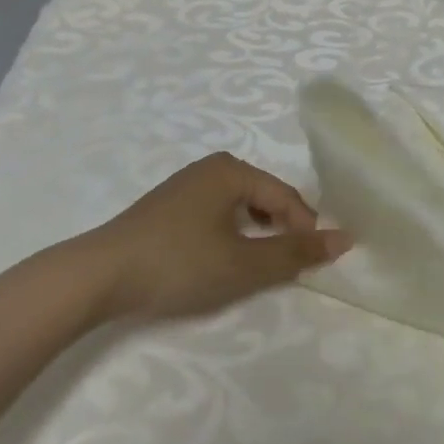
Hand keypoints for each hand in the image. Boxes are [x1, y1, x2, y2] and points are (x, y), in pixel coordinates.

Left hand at [88, 152, 350, 321]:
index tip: (311, 265)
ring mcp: (186, 185)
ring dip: (255, 236)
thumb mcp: (243, 263)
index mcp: (232, 169)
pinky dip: (229, 236)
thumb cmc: (179, 263)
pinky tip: (220, 261)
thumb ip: (295, 253)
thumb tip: (345, 239)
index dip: (304, 230)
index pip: (286, 196)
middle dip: (280, 231)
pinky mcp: (168, 207)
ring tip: (255, 267)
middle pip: (264, 198)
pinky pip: (216, 214)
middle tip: (284, 268)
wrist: (98, 276)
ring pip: (240, 208)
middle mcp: (211, 167)